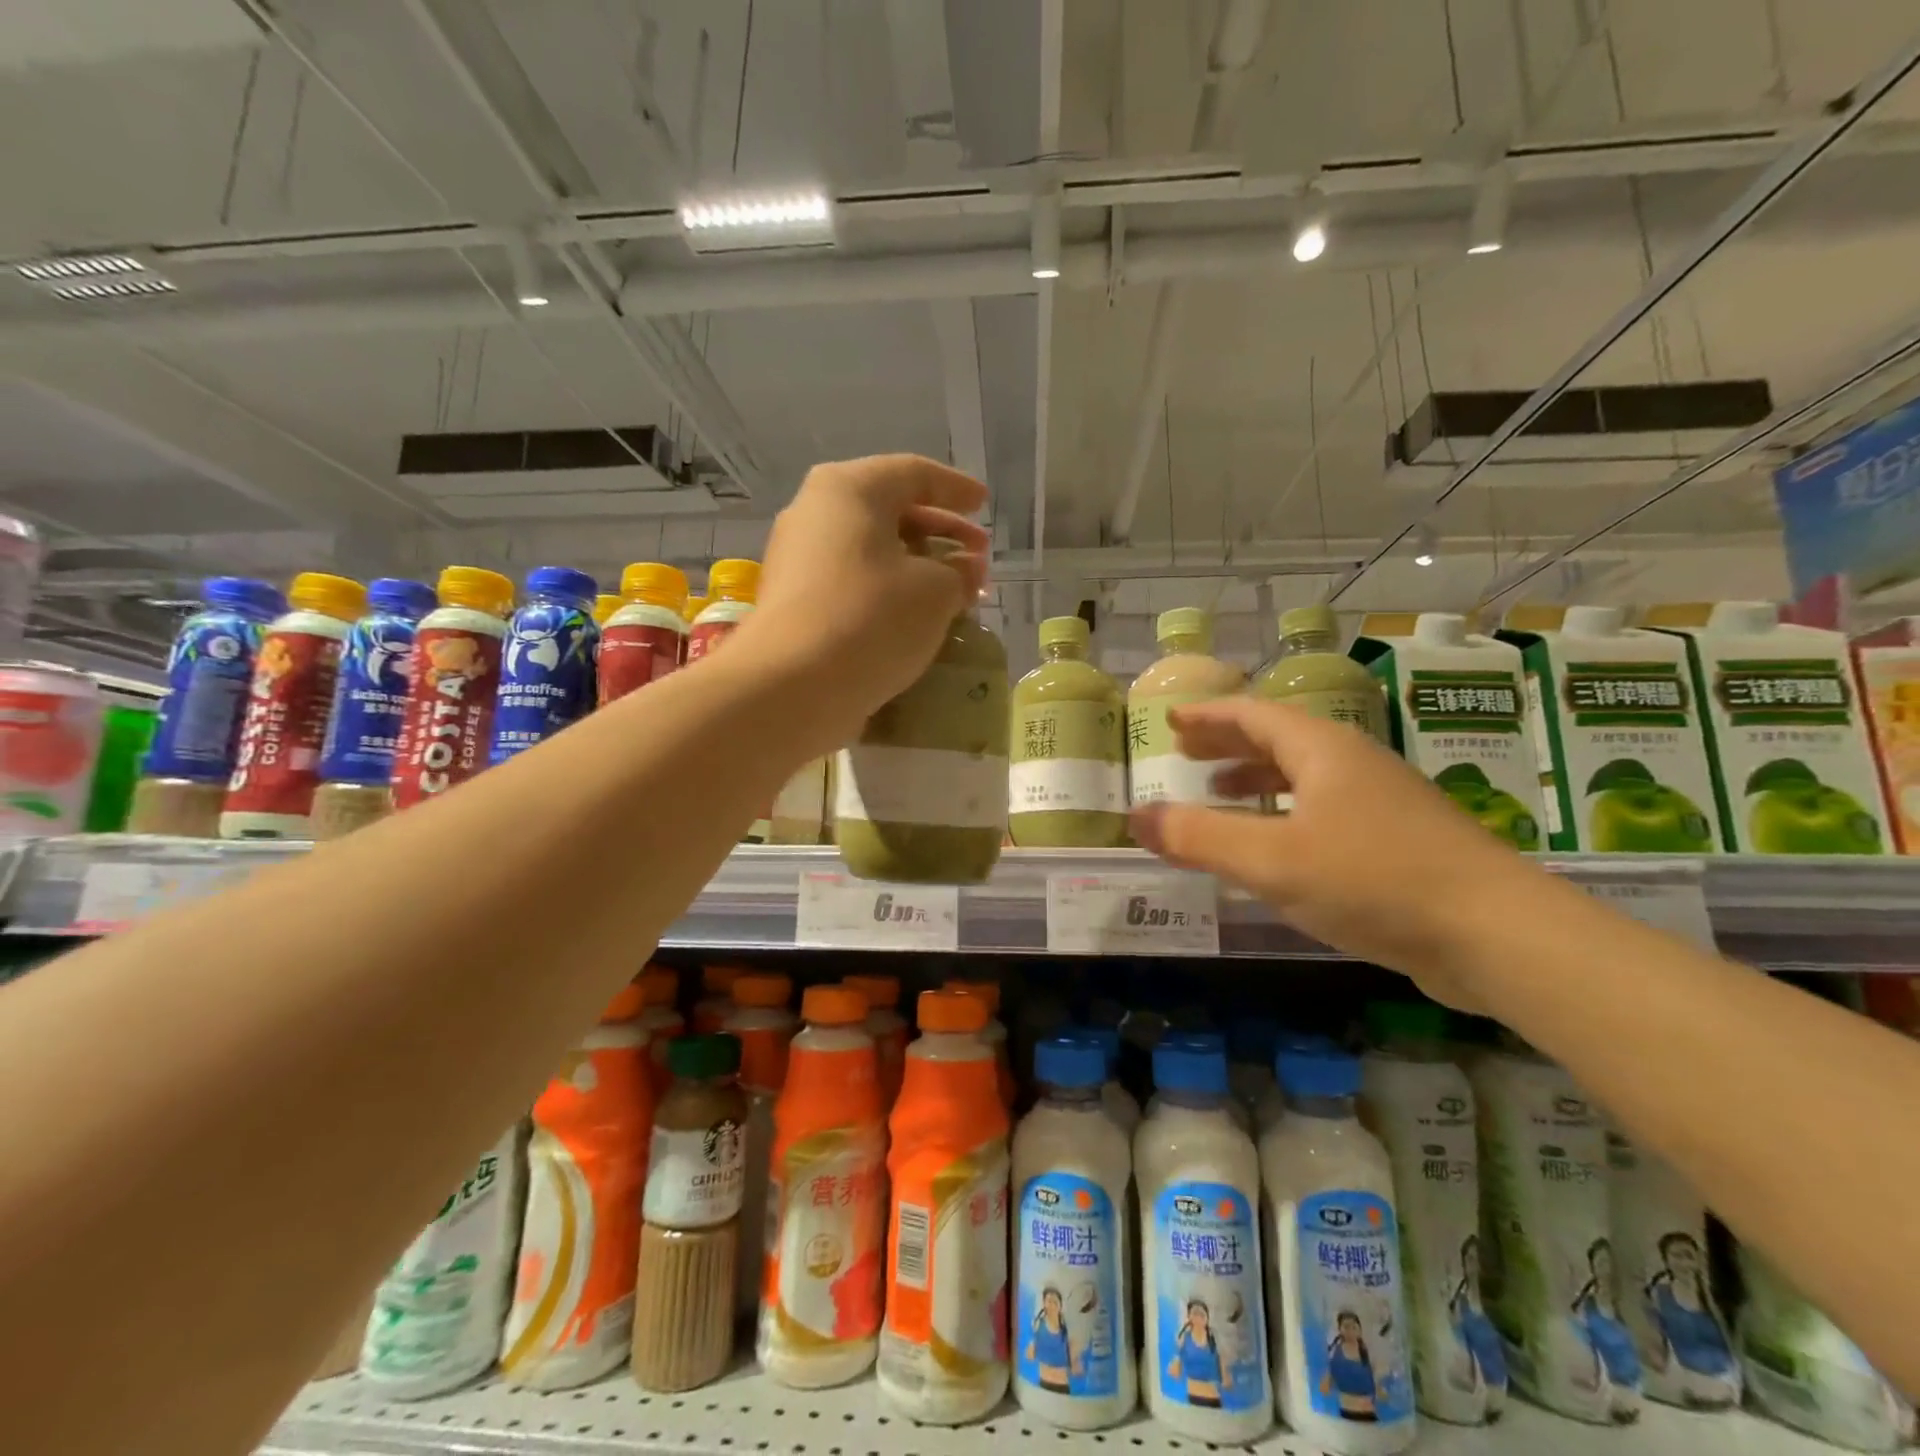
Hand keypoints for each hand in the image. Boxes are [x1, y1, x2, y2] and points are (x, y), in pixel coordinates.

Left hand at [732, 454, 988, 749]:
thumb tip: (966, 568)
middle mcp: (815, 512)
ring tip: (952, 590)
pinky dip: (887, 589)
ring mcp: (797, 558)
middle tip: (977, 555)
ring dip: (915, 565)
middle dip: (939, 532)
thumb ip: (960, 572)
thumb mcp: (936, 591)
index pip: (913, 474)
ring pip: (869, 549)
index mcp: (849, 489)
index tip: (984, 505)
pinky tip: (913, 616)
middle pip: (889, 510)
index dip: (956, 488)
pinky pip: (851, 581)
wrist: (793, 685)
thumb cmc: (872, 617)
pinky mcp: (792, 601)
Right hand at [1128, 697, 1558, 1008]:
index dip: (1208, 715)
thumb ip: (1199, 837)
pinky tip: (1278, 848)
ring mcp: (1383, 803)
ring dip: (1257, 779)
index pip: (1253, 714)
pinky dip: (1286, 814)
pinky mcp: (1401, 843)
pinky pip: (1325, 811)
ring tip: (1220, 794)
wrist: (1499, 935)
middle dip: (1228, 744)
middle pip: (1279, 739)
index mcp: (1323, 751)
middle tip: (1186, 754)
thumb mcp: (1270, 859)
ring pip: (1305, 777)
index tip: (1171, 720)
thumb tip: (1136, 818)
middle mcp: (1354, 765)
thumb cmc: (1374, 880)